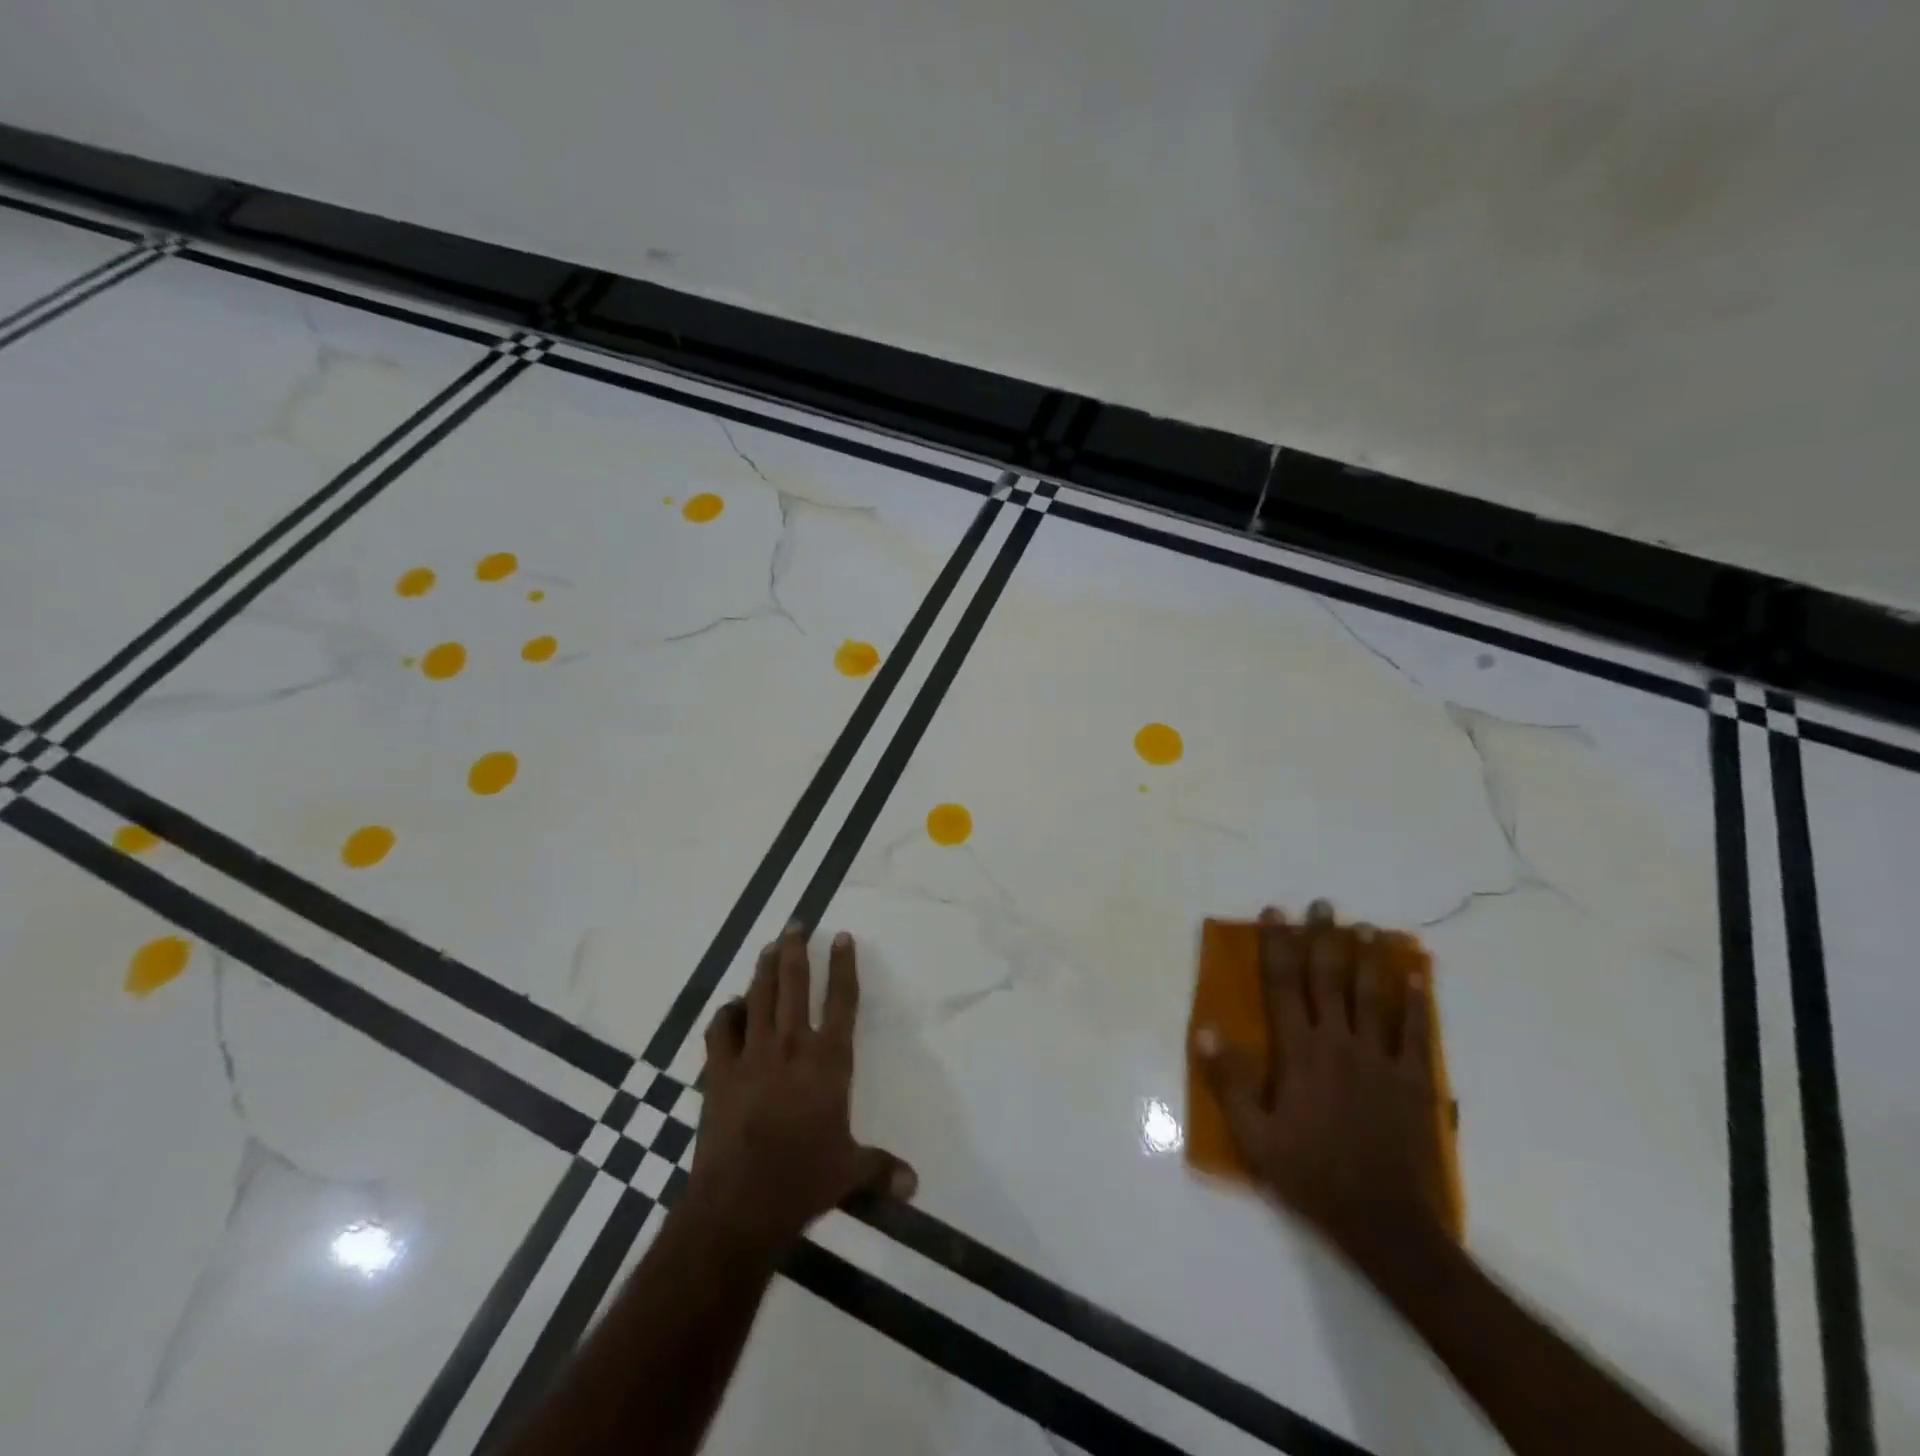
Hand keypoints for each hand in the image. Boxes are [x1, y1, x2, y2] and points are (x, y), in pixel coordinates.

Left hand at [688, 923, 916, 1253]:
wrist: (739, 1203)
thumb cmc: (803, 1180)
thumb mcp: (850, 1174)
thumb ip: (882, 1169)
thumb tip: (914, 1185)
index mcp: (829, 1060)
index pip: (843, 1000)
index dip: (844, 965)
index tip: (841, 936)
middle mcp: (792, 1045)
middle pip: (795, 983)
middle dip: (796, 949)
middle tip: (797, 923)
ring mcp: (752, 1054)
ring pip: (760, 996)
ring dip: (765, 967)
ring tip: (770, 945)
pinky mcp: (719, 1072)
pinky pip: (721, 1029)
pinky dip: (727, 1013)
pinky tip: (732, 1006)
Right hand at [1196, 900, 1448, 1263]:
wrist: (1384, 1222)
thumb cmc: (1311, 1174)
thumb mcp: (1255, 1134)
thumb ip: (1229, 1080)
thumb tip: (1205, 1029)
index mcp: (1299, 1052)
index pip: (1284, 985)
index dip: (1277, 945)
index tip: (1273, 913)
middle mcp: (1339, 1043)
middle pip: (1329, 978)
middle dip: (1323, 938)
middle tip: (1323, 904)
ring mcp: (1380, 1059)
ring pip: (1373, 996)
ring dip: (1368, 958)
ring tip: (1368, 926)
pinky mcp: (1414, 1080)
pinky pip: (1416, 1032)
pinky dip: (1416, 1001)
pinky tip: (1416, 975)